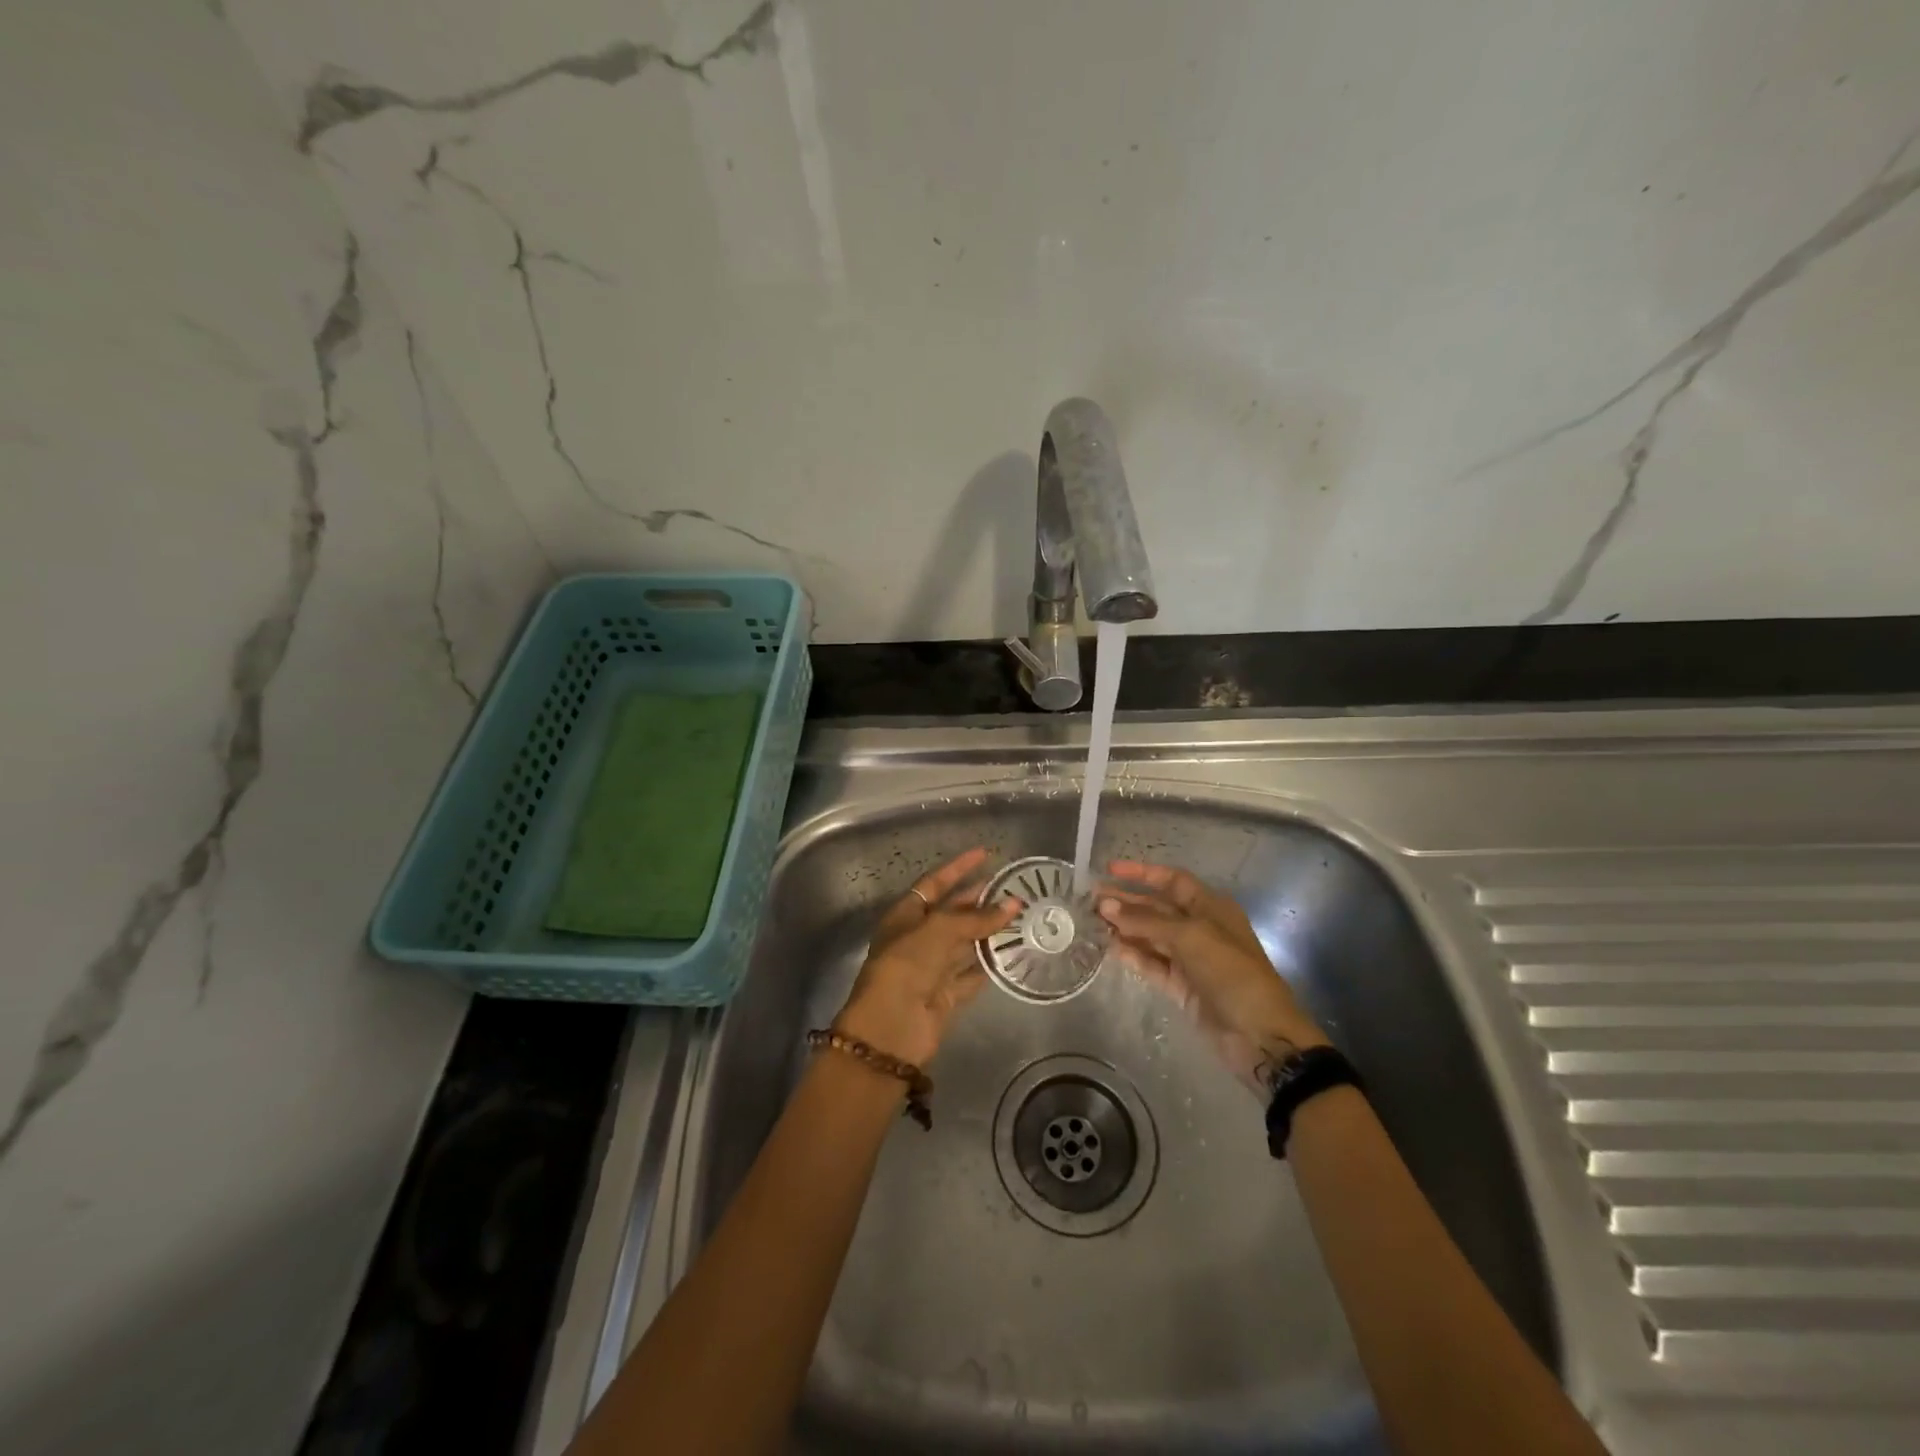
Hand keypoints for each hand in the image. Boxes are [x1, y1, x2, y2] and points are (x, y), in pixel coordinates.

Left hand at [834, 847, 1021, 1067]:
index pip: (935, 883)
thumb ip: (975, 918)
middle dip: (980, 900)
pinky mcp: (946, 995)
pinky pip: (972, 974)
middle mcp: (917, 939)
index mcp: (905, 916)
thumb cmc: (905, 967)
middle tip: (1014, 888)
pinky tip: (1015, 953)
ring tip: (1022, 916)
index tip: (985, 854)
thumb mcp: (938, 931)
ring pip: (965, 943)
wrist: (890, 1030)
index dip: (958, 868)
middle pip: (953, 913)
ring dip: (990, 931)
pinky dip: (991, 965)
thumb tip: (1013, 904)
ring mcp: (932, 968)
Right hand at [1098, 859, 1329, 1095]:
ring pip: (1150, 936)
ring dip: (1124, 928)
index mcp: (1211, 907)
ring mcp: (1189, 958)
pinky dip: (1131, 954)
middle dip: (1126, 901)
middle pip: (1157, 908)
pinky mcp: (1180, 986)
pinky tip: (1108, 947)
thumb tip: (1105, 905)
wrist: (1258, 1035)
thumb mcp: (1190, 937)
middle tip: (1090, 900)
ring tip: (1091, 921)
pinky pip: (1151, 963)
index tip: (1109, 869)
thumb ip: (1145, 921)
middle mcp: (1199, 927)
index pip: (1172, 880)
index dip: (1142, 873)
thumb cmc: (1231, 972)